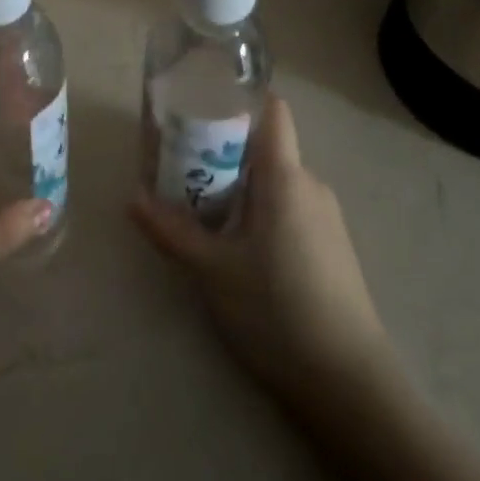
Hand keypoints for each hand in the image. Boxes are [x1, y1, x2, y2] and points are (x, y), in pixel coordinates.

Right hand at [132, 94, 389, 398]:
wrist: (347, 380)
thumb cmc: (275, 309)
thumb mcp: (212, 270)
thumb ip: (171, 230)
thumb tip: (131, 199)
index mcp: (285, 176)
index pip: (273, 110)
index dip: (241, 100)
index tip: (204, 108)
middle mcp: (311, 183)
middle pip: (268, 147)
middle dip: (227, 153)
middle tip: (186, 172)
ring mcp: (327, 215)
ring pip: (278, 180)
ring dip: (244, 186)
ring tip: (206, 212)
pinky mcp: (333, 244)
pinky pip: (292, 206)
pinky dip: (264, 211)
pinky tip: (243, 248)